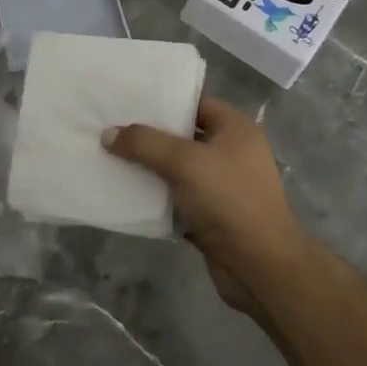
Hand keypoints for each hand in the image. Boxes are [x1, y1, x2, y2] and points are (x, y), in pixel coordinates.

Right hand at [102, 96, 302, 312]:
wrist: (259, 267)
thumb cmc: (228, 200)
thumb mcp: (184, 162)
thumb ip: (144, 143)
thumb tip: (107, 134)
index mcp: (235, 130)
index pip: (195, 102)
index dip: (163, 99)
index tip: (127, 98)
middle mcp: (230, 153)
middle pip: (182, 135)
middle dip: (149, 134)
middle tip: (111, 126)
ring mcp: (221, 187)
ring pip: (177, 169)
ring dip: (148, 167)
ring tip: (110, 156)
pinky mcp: (210, 216)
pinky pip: (176, 198)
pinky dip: (154, 196)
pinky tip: (125, 191)